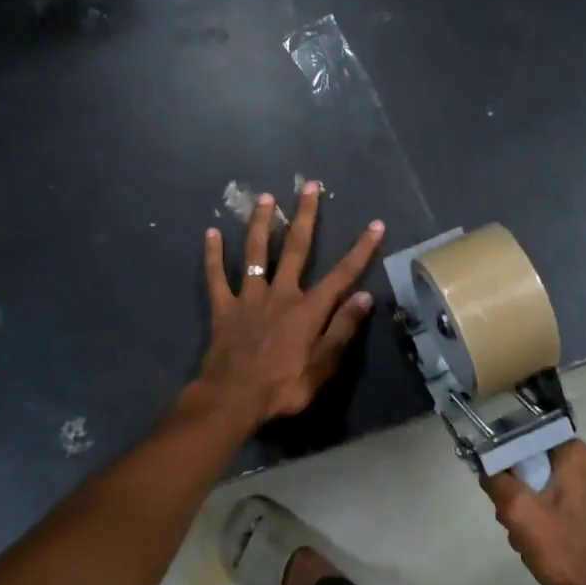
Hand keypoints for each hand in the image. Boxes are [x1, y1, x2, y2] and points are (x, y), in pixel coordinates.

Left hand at [196, 181, 383, 425]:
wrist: (233, 399)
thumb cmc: (283, 387)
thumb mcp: (323, 366)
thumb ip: (343, 329)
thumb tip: (365, 296)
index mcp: (308, 309)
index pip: (342, 274)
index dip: (361, 249)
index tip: (375, 224)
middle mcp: (280, 294)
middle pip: (296, 249)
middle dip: (306, 216)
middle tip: (309, 186)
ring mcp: (249, 298)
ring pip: (256, 252)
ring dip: (262, 224)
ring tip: (266, 198)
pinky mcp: (223, 308)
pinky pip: (215, 277)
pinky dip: (212, 255)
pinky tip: (210, 232)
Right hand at [482, 441, 585, 584]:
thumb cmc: (571, 550)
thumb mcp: (523, 515)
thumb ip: (499, 485)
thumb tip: (488, 469)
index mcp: (572, 452)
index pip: (523, 437)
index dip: (503, 460)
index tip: (498, 488)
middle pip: (531, 466)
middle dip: (516, 493)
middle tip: (513, 521)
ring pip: (541, 489)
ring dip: (528, 514)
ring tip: (528, 542)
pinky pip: (556, 506)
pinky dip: (545, 523)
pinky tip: (543, 548)